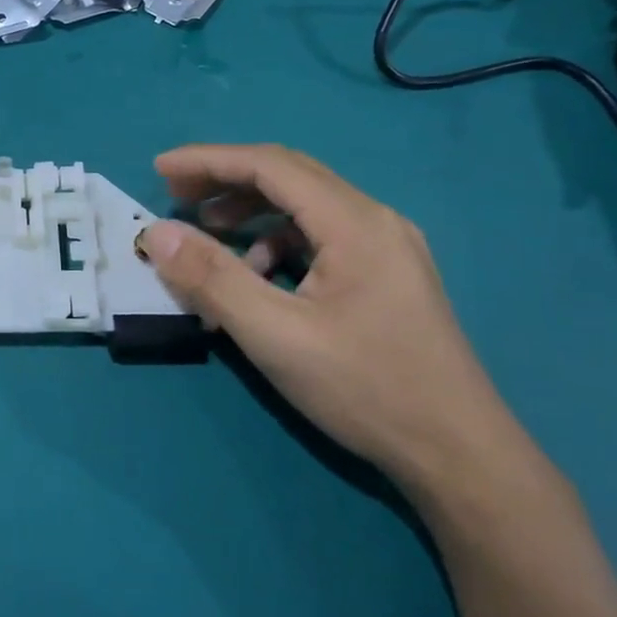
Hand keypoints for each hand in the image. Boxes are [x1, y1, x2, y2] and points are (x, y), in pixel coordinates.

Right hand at [137, 144, 535, 499]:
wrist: (459, 455)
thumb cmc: (366, 389)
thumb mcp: (275, 335)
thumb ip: (212, 279)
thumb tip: (157, 233)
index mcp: (355, 223)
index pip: (270, 166)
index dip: (208, 160)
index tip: (158, 168)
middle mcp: (376, 221)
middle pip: (289, 177)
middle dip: (225, 179)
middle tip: (175, 193)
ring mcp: (387, 249)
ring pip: (305, 207)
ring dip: (250, 212)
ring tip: (207, 233)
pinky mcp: (386, 277)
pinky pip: (320, 238)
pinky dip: (276, 243)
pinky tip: (258, 277)